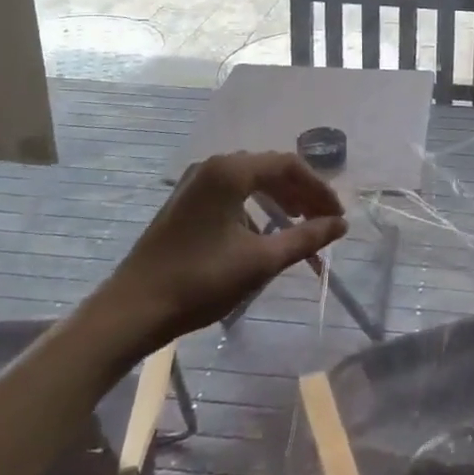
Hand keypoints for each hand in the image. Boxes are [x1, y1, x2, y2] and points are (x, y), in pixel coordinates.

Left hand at [109, 151, 346, 348]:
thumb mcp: (261, 260)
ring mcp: (195, 183)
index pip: (289, 165)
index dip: (319, 189)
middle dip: (302, 194)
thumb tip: (340, 224)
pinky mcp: (185, 202)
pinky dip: (256, 207)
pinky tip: (264, 234)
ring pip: (251, 181)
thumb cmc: (200, 281)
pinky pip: (232, 193)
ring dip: (280, 200)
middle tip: (324, 222)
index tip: (338, 216)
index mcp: (231, 171)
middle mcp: (213, 166)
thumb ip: (306, 238)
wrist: (133, 309)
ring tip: (301, 226)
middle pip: (270, 169)